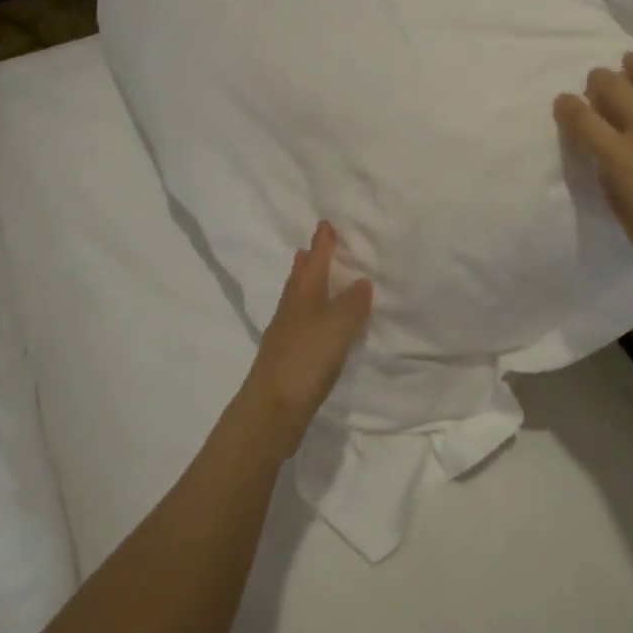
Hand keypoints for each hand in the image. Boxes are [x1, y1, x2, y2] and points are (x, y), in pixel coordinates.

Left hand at [238, 220, 373, 454]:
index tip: (324, 223)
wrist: (272, 409)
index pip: (315, 261)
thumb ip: (352, 304)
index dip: (322, 243)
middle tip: (314, 247)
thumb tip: (360, 280)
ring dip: (307, 285)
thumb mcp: (338, 327)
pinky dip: (311, 312)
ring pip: (298, 299)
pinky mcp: (287, 357)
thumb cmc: (306, 360)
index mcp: (303, 295)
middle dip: (308, 261)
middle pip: (300, 278)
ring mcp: (286, 334)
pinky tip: (318, 323)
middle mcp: (291, 309)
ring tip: (315, 278)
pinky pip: (302, 322)